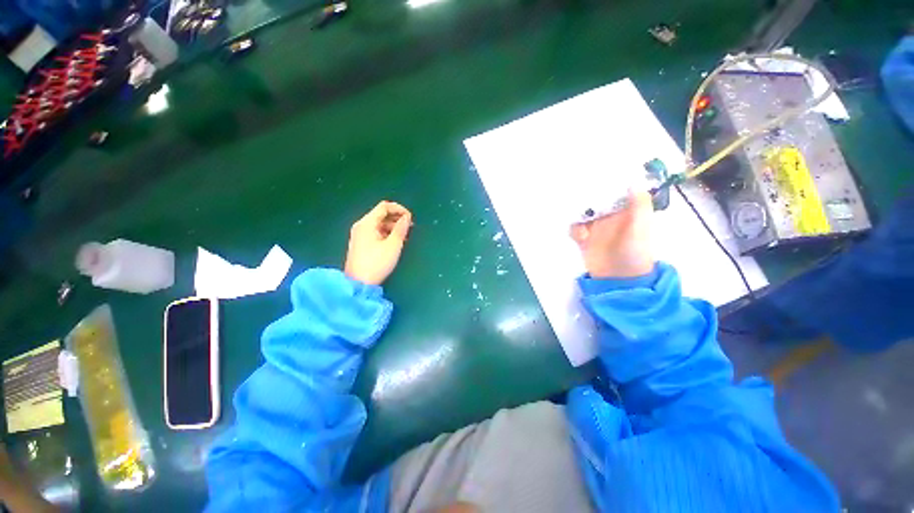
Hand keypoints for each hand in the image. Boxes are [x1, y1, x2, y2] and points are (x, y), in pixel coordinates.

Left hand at [345, 201, 412, 285]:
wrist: (359, 283)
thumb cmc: (377, 263)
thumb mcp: (393, 245)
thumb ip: (401, 229)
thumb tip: (407, 217)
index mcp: (367, 223)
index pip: (384, 207)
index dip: (399, 209)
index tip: (410, 218)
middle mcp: (361, 225)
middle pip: (381, 214)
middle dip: (397, 218)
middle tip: (410, 227)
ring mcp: (359, 234)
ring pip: (379, 224)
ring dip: (393, 226)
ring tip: (405, 235)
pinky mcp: (361, 243)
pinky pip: (375, 232)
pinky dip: (386, 233)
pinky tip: (395, 241)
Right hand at [570, 189, 653, 278]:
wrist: (618, 279)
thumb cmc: (634, 254)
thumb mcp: (639, 229)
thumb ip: (638, 207)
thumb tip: (633, 182)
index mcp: (626, 211)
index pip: (615, 190)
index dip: (608, 182)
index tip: (597, 175)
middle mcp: (609, 216)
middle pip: (595, 199)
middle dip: (587, 197)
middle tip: (580, 196)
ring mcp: (595, 227)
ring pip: (582, 212)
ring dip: (579, 215)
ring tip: (582, 223)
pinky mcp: (583, 238)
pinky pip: (574, 227)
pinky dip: (574, 229)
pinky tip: (580, 237)